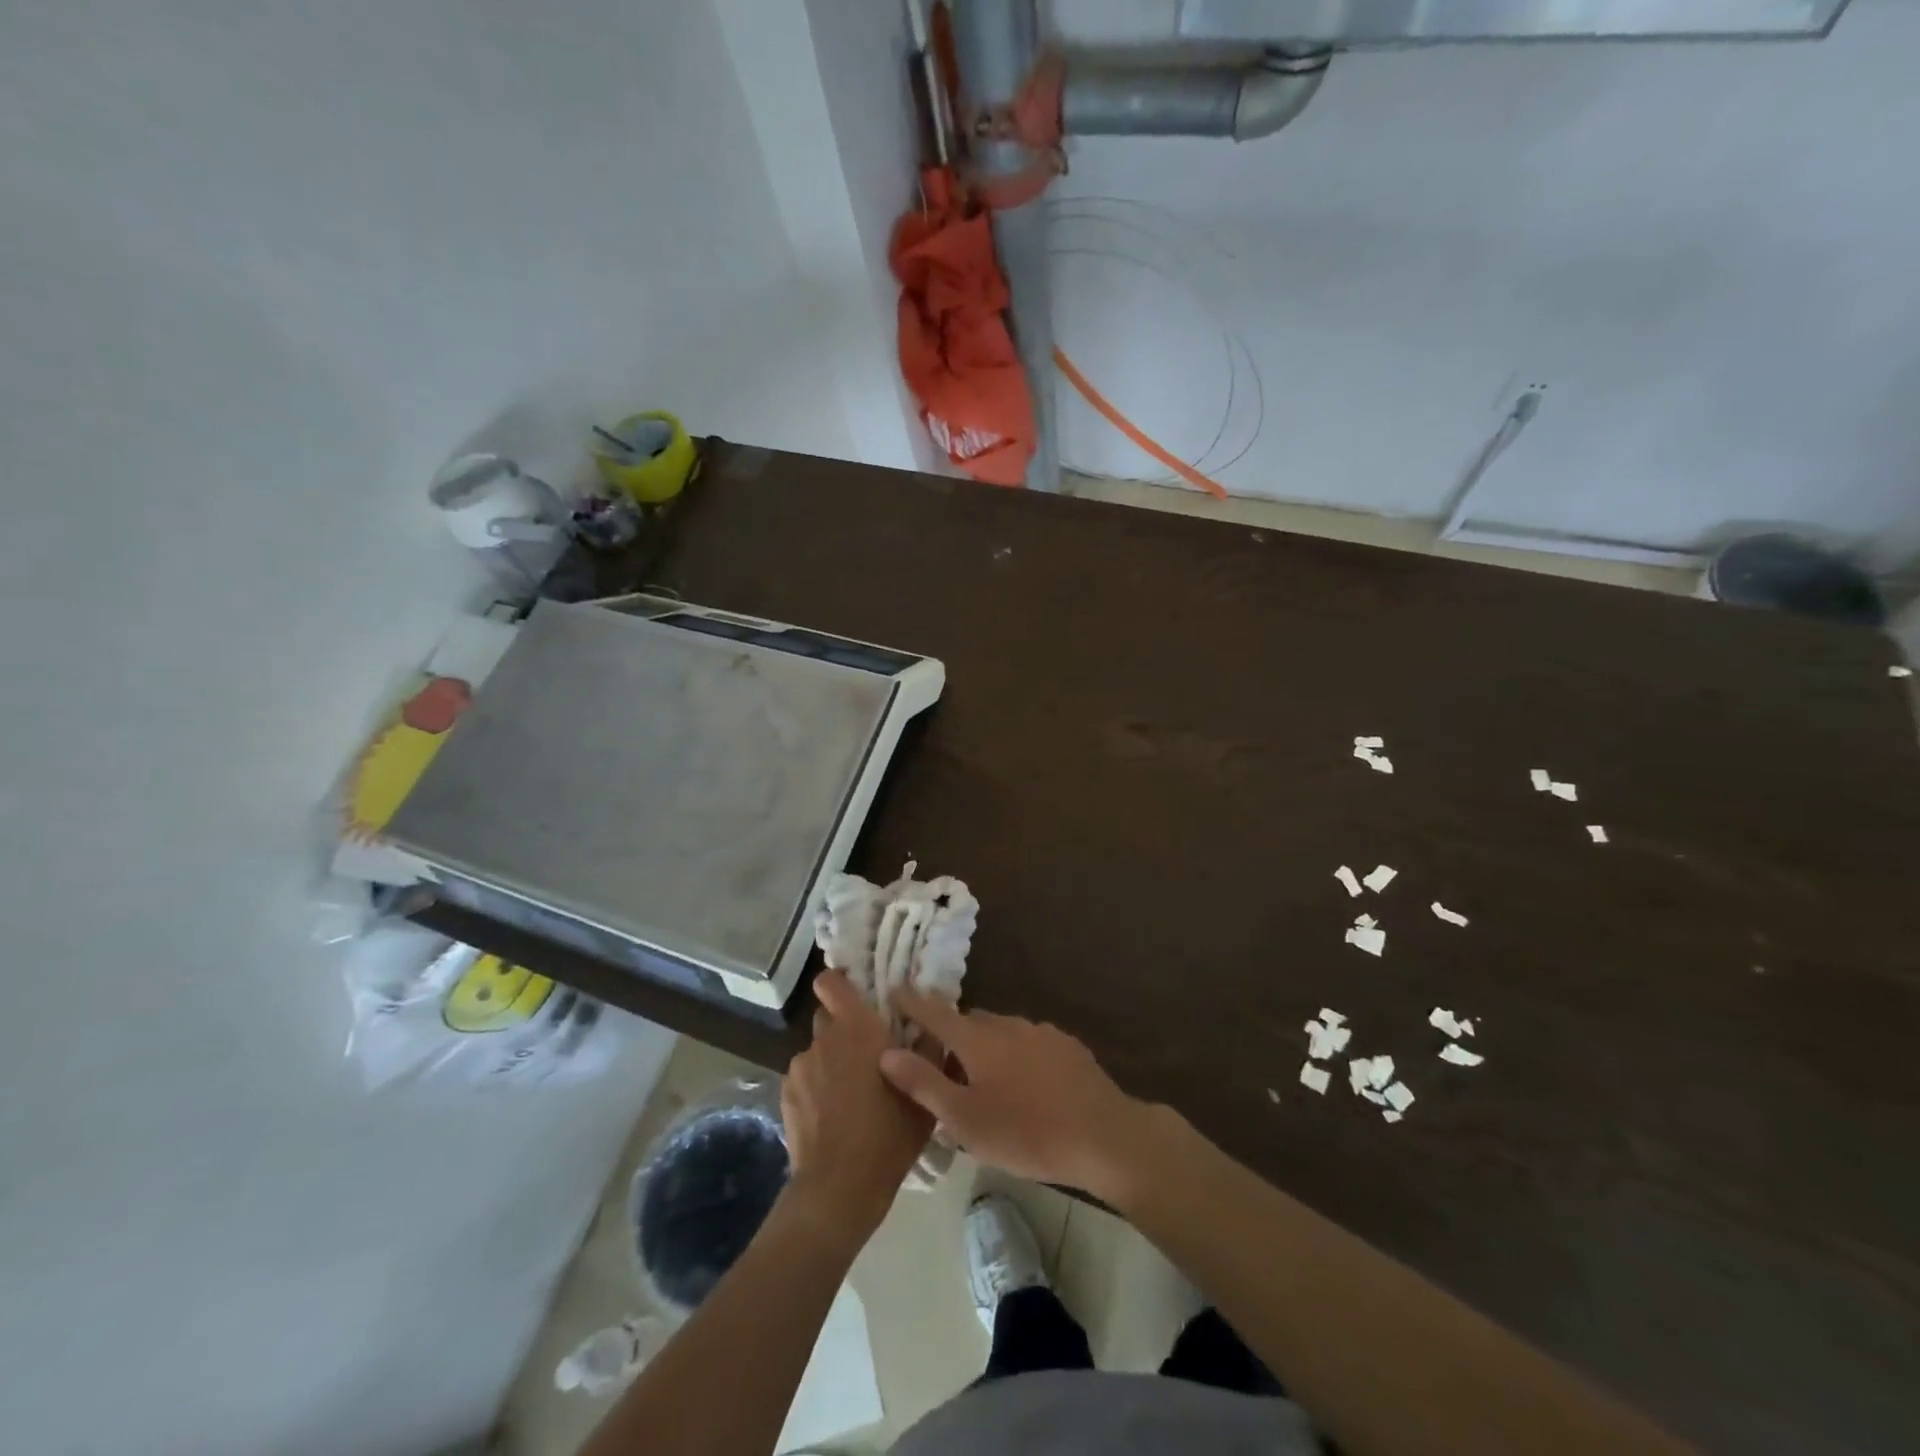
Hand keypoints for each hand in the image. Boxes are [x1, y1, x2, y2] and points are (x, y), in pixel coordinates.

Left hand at [780, 971, 933, 1239]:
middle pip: (829, 1017)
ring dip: (832, 1061)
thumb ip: (928, 1049)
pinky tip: (832, 1116)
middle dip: (845, 1028)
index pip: (832, 982)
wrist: (839, 1187)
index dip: (840, 982)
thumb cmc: (889, 1133)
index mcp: (857, 1027)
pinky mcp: (785, 1094)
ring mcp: (800, 1066)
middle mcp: (824, 1038)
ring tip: (851, 1094)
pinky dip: (817, 1087)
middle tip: (867, 1054)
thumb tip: (931, 1022)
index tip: (857, 993)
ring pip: (819, 1051)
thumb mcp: (924, 1093)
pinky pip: (806, 1078)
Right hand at [878, 987, 1152, 1199]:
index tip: (895, 989)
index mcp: (978, 1039)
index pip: (935, 1012)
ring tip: (983, 1082)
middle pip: (969, 1022)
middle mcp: (1008, 1024)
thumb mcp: (965, 1120)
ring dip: (985, 1047)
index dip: (912, 1002)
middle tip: (940, 1064)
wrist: (1104, 1136)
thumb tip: (887, 1052)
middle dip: (951, 1035)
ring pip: (1001, 1032)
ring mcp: (1041, 1032)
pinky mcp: (1067, 1046)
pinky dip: (1015, 1056)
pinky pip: (1028, 1043)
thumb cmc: (1026, 1132)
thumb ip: (924, 1084)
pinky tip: (1024, 1086)